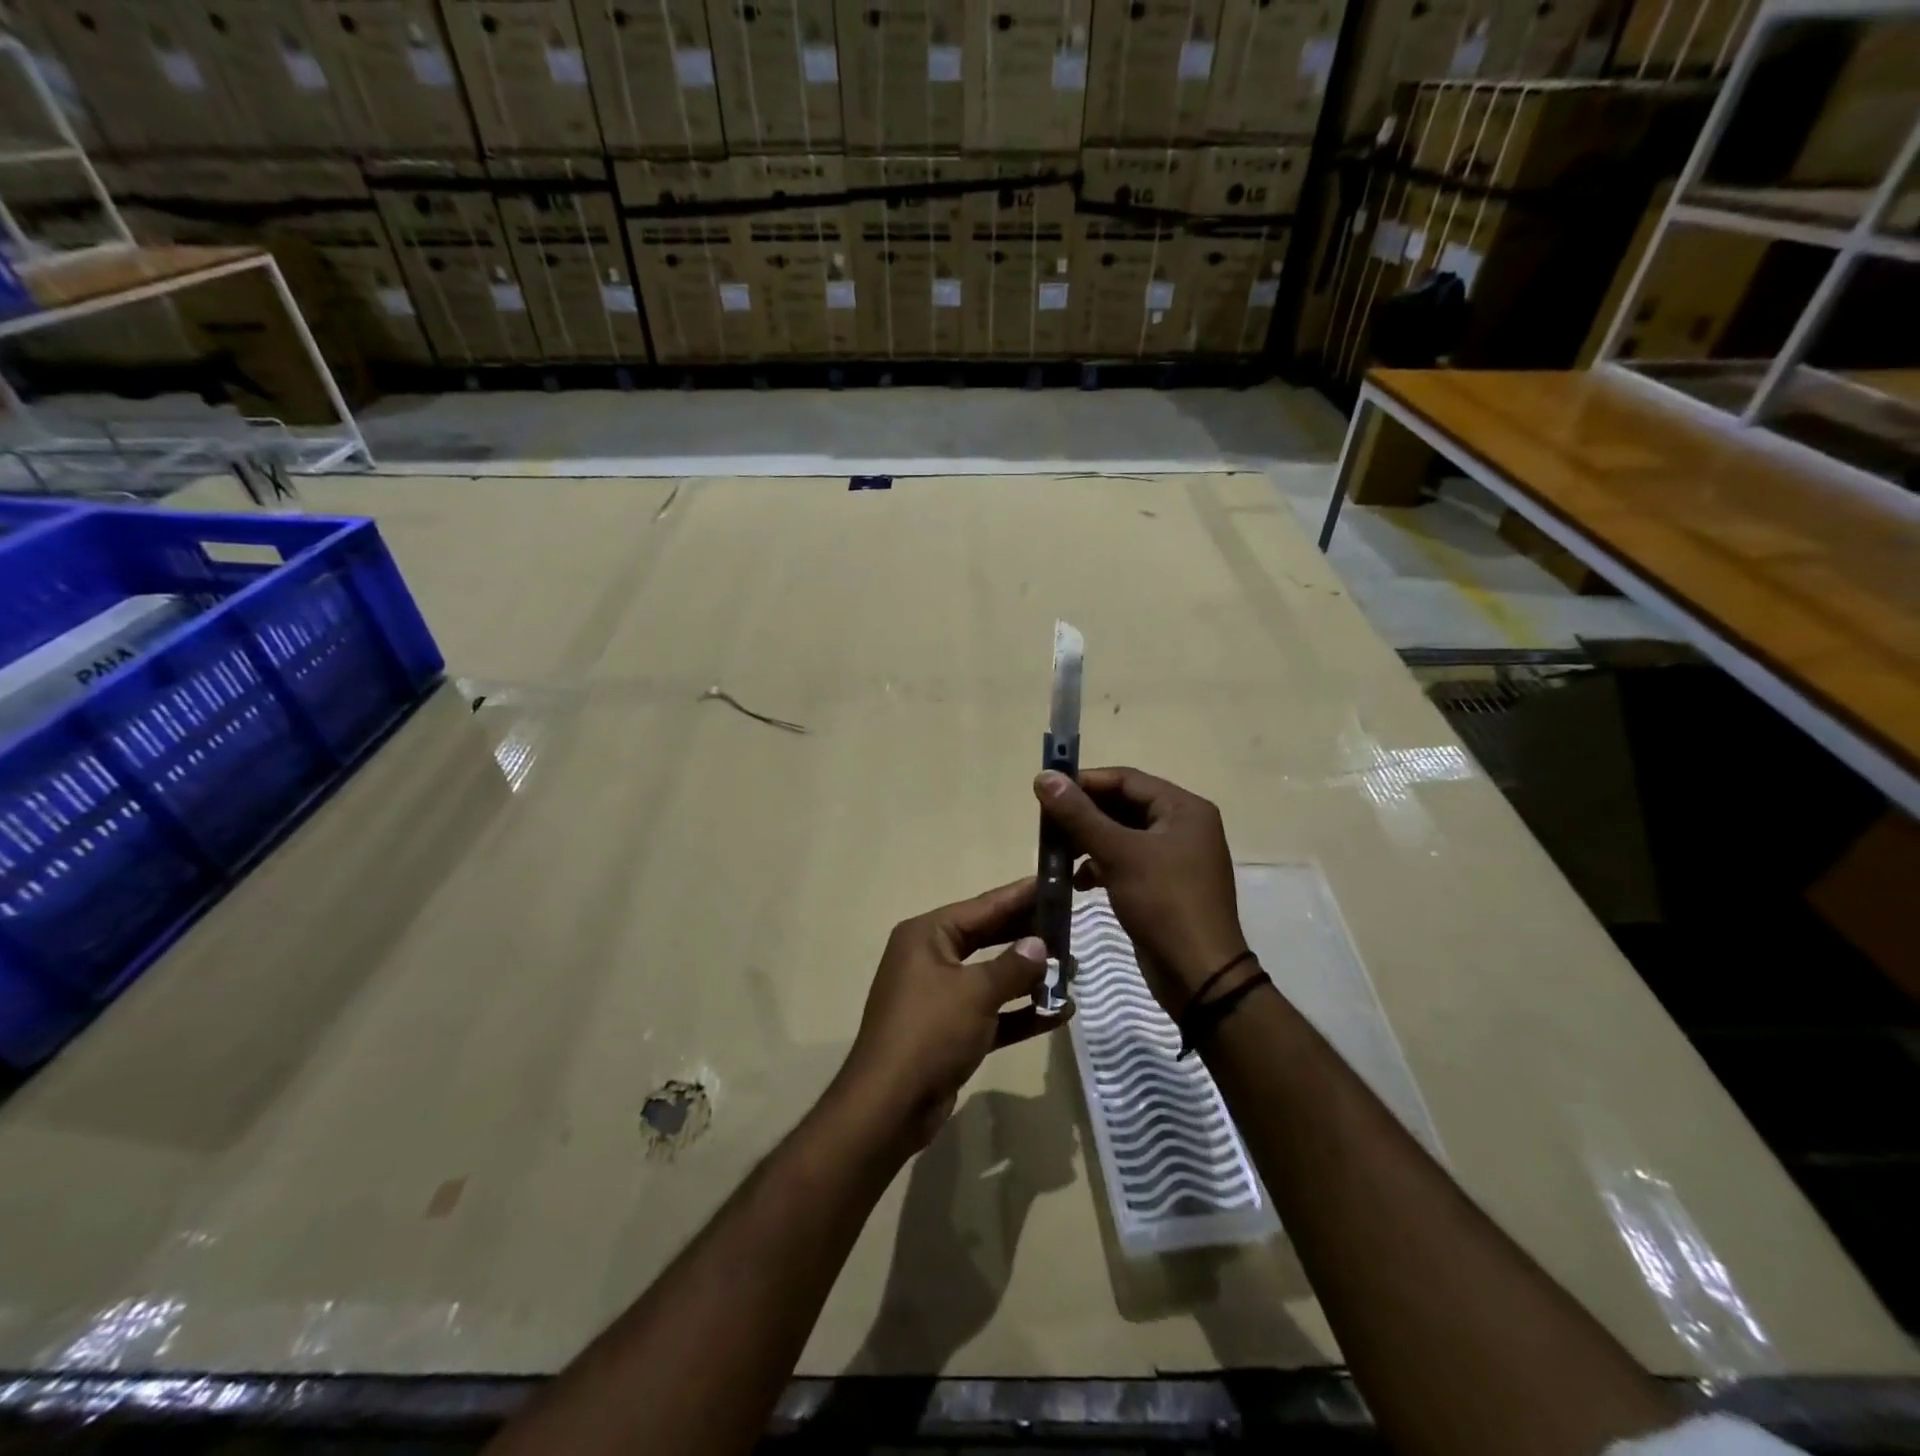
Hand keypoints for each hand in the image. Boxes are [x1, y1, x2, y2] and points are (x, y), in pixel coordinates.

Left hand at [837, 877, 1067, 1149]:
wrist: (890, 1106)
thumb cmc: (930, 1032)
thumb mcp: (975, 993)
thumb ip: (1012, 966)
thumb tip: (1040, 944)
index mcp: (927, 936)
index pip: (983, 906)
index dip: (1020, 896)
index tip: (1054, 883)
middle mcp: (931, 958)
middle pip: (988, 937)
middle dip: (1029, 936)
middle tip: (1071, 926)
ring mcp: (940, 996)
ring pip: (993, 976)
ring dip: (1030, 976)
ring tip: (1073, 970)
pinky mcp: (951, 1031)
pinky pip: (992, 1012)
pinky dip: (1020, 1012)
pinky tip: (1059, 1012)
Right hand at [1034, 767, 1249, 1013]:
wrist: (1199, 976)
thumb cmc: (1163, 903)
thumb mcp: (1119, 854)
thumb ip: (1079, 814)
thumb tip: (1044, 777)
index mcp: (1183, 809)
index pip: (1126, 779)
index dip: (1085, 782)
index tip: (1046, 792)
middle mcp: (1183, 826)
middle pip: (1123, 806)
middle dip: (1084, 815)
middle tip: (1046, 825)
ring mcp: (1175, 858)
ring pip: (1122, 836)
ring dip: (1088, 842)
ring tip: (1056, 854)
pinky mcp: (1164, 886)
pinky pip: (1126, 862)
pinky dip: (1101, 866)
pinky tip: (1077, 881)